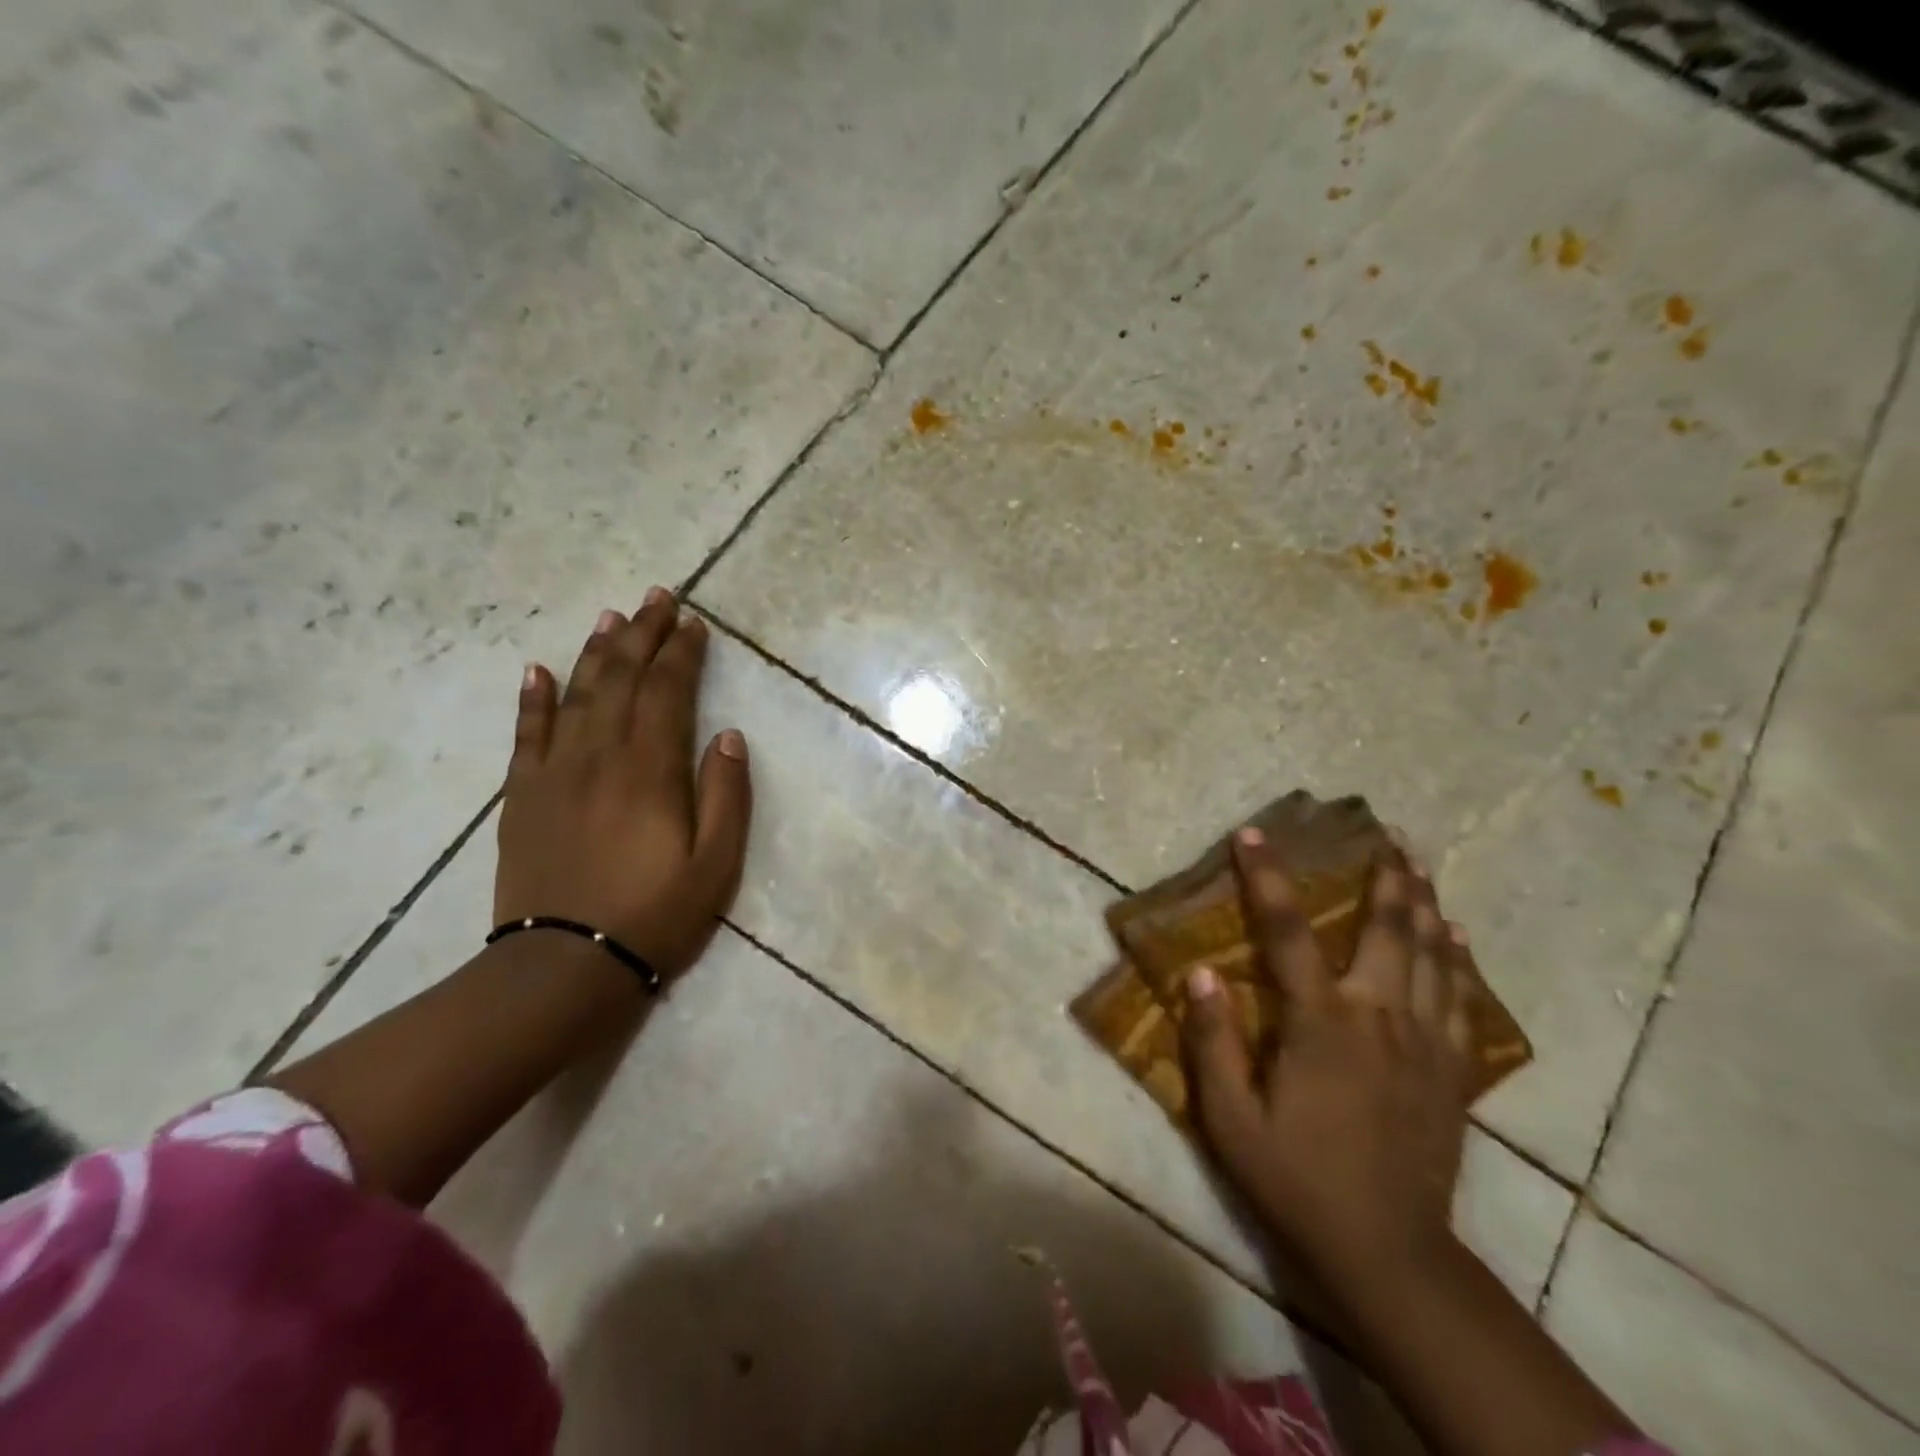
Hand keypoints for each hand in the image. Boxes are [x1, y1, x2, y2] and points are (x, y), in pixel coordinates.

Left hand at [495, 589, 751, 979]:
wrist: (565, 965)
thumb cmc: (655, 914)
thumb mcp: (716, 863)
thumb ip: (725, 795)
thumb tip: (727, 736)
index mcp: (650, 769)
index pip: (667, 691)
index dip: (682, 653)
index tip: (695, 624)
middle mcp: (599, 755)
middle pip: (620, 678)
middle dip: (642, 634)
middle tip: (657, 598)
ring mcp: (554, 772)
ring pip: (575, 694)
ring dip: (595, 651)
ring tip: (611, 617)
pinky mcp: (522, 795)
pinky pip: (526, 733)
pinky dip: (532, 698)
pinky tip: (536, 669)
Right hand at [1182, 826, 1473, 1292]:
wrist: (1388, 1252)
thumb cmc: (1295, 1179)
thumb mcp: (1230, 1117)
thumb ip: (1213, 1040)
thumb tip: (1199, 972)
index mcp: (1320, 1024)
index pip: (1287, 932)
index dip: (1266, 878)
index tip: (1254, 834)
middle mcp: (1378, 1018)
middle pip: (1387, 930)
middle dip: (1385, 876)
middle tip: (1386, 832)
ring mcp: (1424, 1043)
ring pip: (1432, 956)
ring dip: (1424, 904)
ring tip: (1420, 863)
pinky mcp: (1451, 1072)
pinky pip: (1461, 1000)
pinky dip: (1459, 960)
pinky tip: (1456, 936)